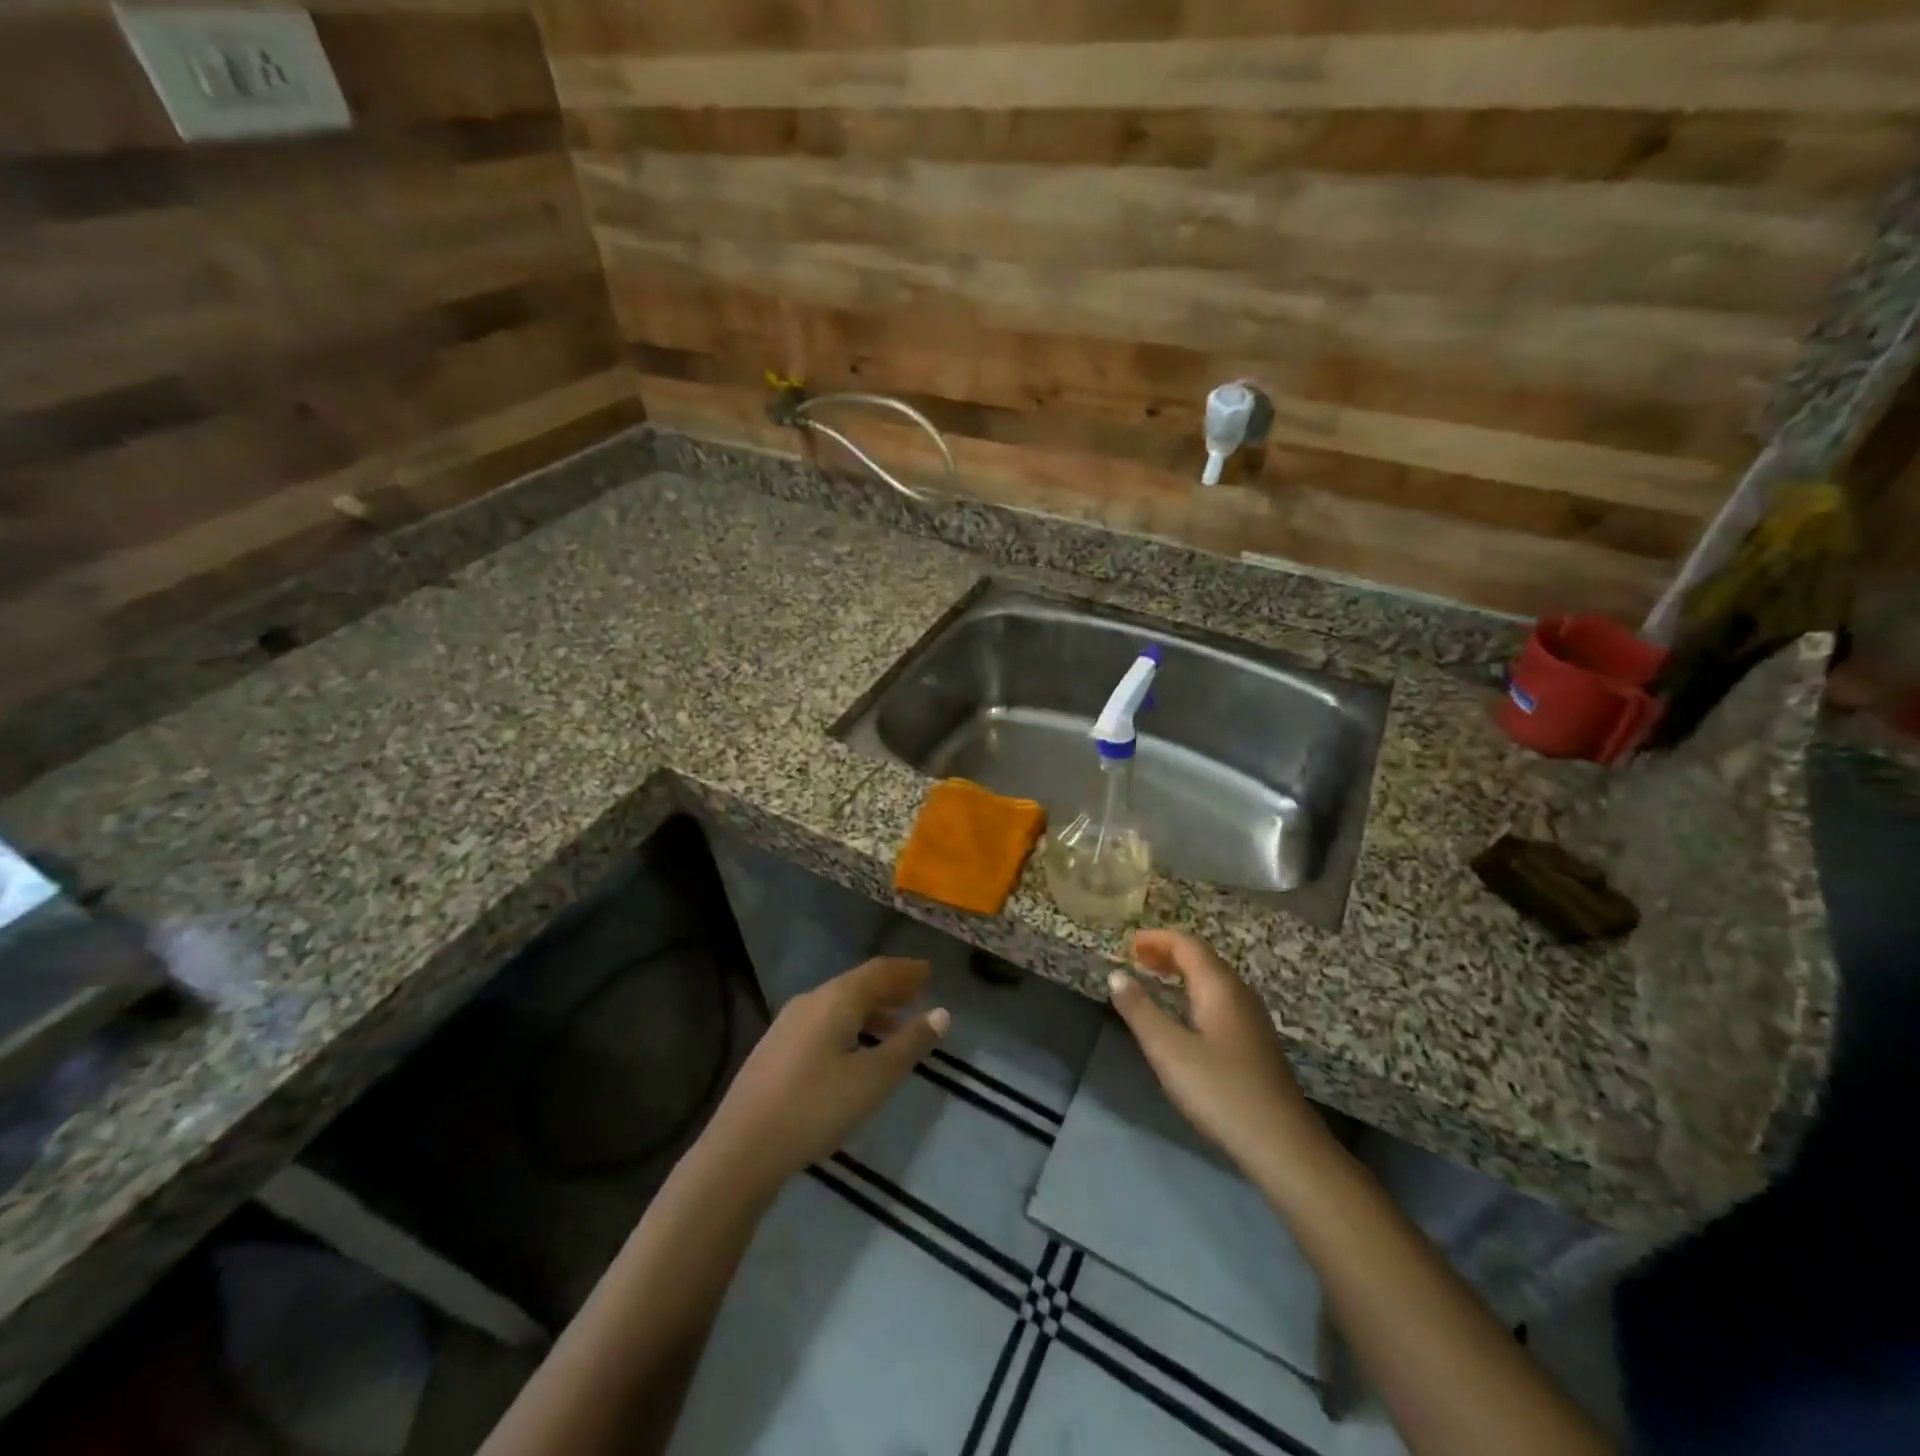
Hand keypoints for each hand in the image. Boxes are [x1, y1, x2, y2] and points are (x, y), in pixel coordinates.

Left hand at [701, 957, 948, 1198]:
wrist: (740, 1149)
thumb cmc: (815, 1108)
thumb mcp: (872, 1079)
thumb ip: (908, 1044)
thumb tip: (941, 1013)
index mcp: (836, 999)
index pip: (879, 971)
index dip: (907, 971)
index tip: (930, 972)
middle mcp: (811, 1000)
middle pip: (858, 983)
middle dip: (890, 987)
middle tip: (918, 992)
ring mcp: (788, 1023)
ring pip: (839, 1004)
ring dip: (871, 1009)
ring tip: (896, 1025)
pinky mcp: (776, 1048)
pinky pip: (824, 1021)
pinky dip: (850, 1024)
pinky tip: (856, 1050)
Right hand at [1108, 930, 1333, 1189]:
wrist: (1282, 1145)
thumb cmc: (1220, 1090)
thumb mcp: (1168, 1050)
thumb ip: (1139, 1010)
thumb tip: (1116, 975)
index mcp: (1219, 987)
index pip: (1187, 944)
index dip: (1156, 939)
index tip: (1128, 944)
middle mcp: (1239, 993)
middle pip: (1202, 958)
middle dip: (1168, 952)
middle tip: (1137, 958)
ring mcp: (1252, 1018)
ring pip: (1213, 979)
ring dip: (1182, 971)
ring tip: (1155, 978)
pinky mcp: (1255, 1042)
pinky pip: (1220, 998)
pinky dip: (1195, 991)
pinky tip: (1185, 1014)